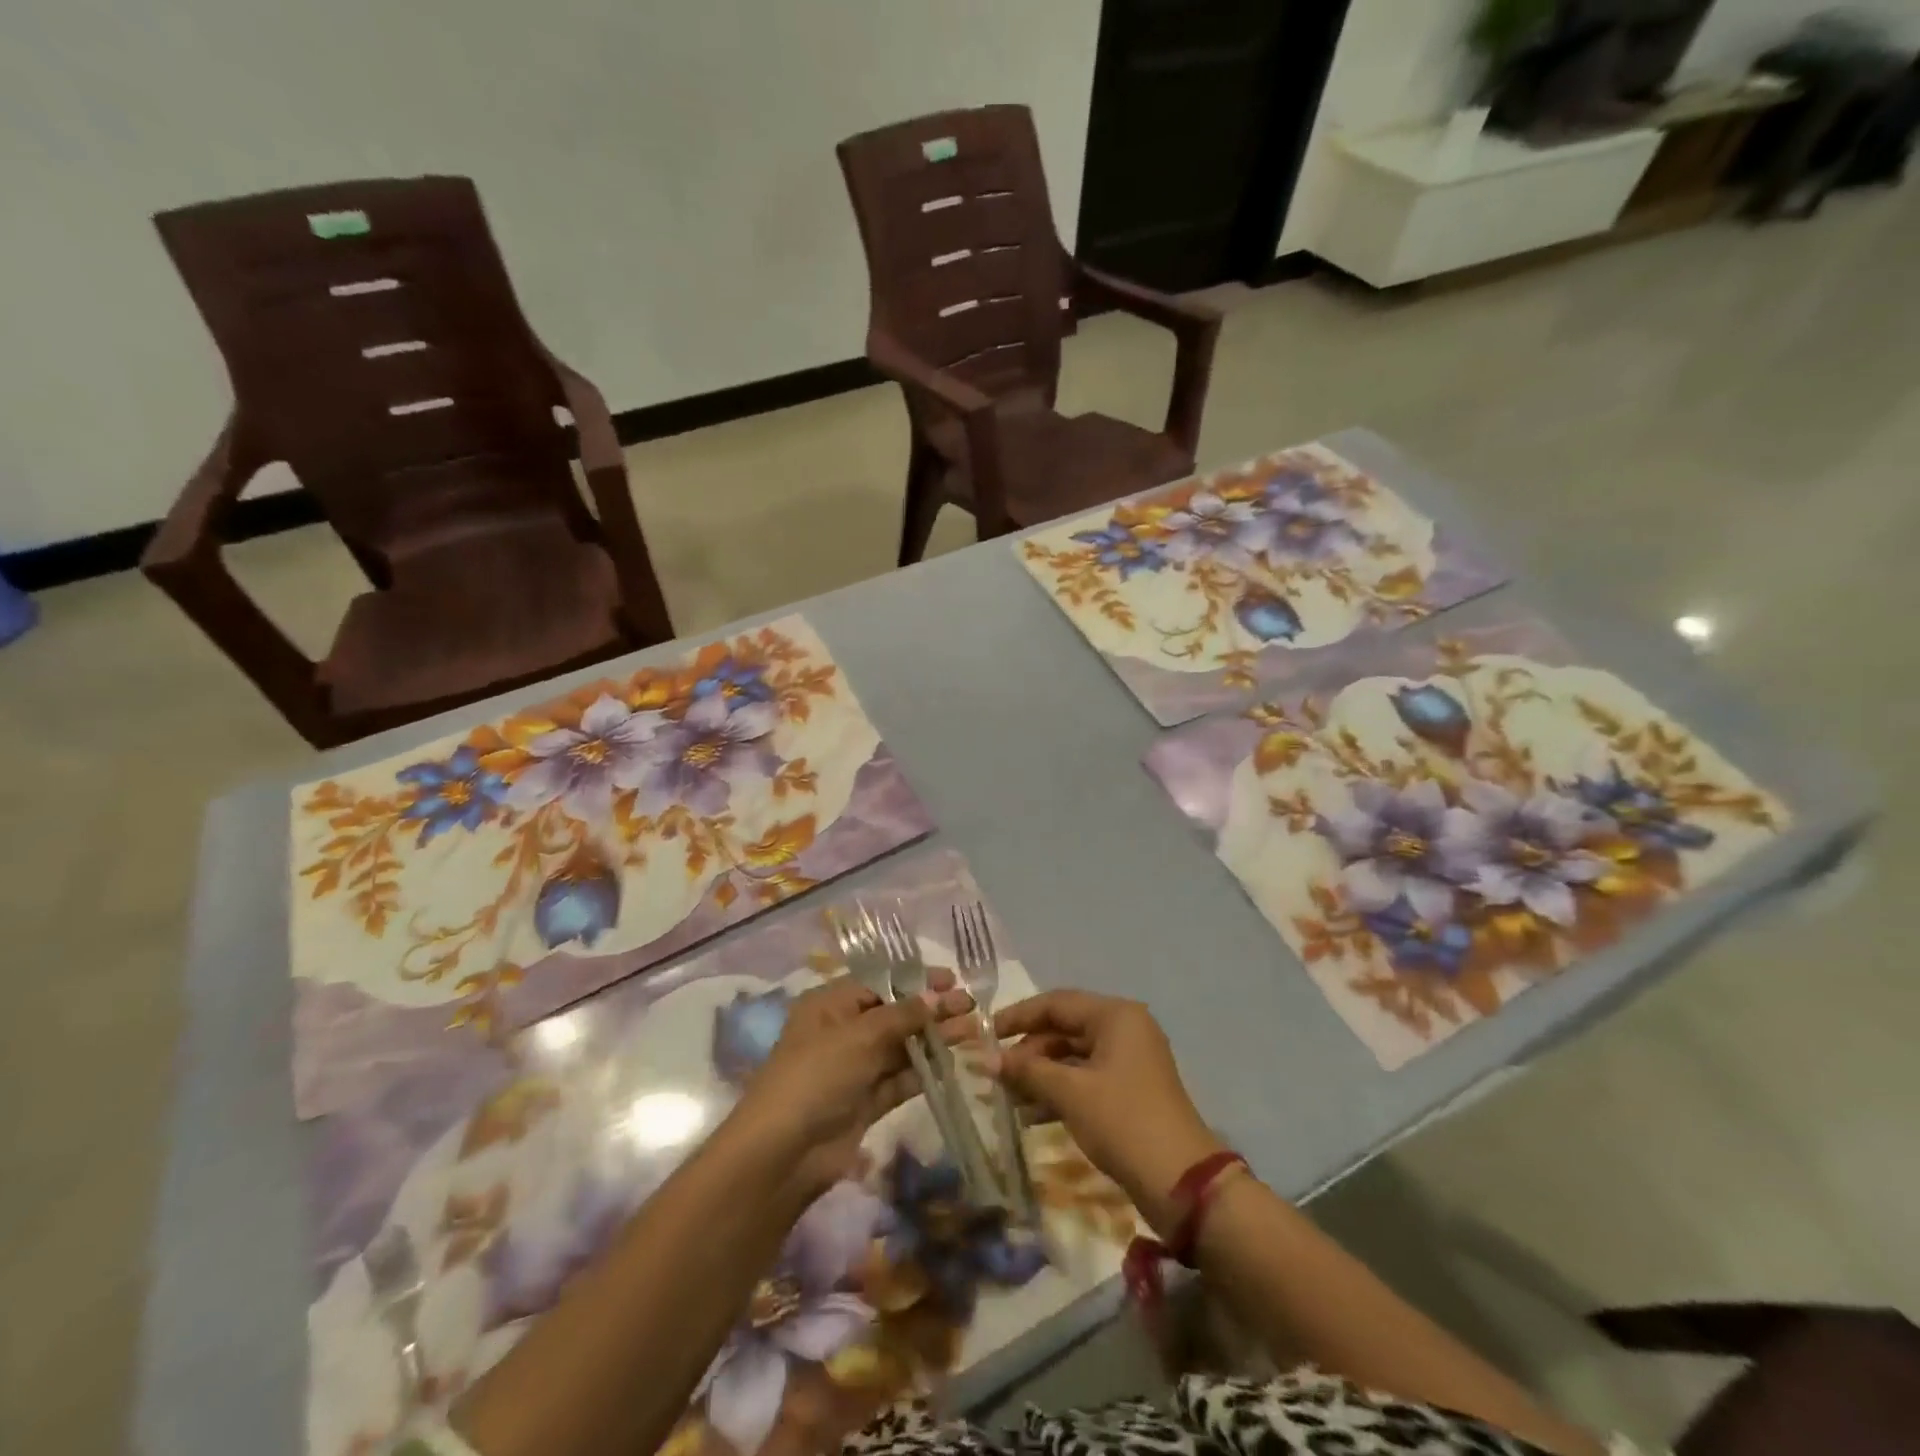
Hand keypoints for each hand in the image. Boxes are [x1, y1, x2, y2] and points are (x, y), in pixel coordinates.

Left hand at [734, 974, 971, 1195]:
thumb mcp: (860, 1035)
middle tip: (971, 1006)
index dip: (916, 979)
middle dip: (931, 1009)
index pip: (880, 982)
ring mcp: (855, 1068)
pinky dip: (925, 1070)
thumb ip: (903, 1015)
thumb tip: (936, 996)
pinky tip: (954, 1062)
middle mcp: (843, 1031)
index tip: (952, 979)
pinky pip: (900, 1079)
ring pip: (901, 1046)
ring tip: (972, 1031)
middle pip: (894, 1013)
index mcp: (830, 1004)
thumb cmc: (817, 1075)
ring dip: (934, 1038)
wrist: (784, 1153)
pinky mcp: (866, 1102)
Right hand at [993, 990, 1223, 1234]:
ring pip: (1073, 1056)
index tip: (986, 1033)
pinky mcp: (1129, 1091)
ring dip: (1040, 1075)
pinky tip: (1031, 1116)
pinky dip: (1059, 1091)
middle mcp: (1124, 1029)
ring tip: (1008, 1098)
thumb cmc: (1122, 1121)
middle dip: (1029, 1051)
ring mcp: (1129, 1061)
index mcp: (1115, 1016)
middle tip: (996, 1073)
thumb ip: (1027, 1070)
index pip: (1057, 1003)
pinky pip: (1085, 1079)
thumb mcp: (1070, 1092)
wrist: (1181, 1183)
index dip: (1019, 1016)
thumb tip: (986, 1059)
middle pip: (1065, 1028)